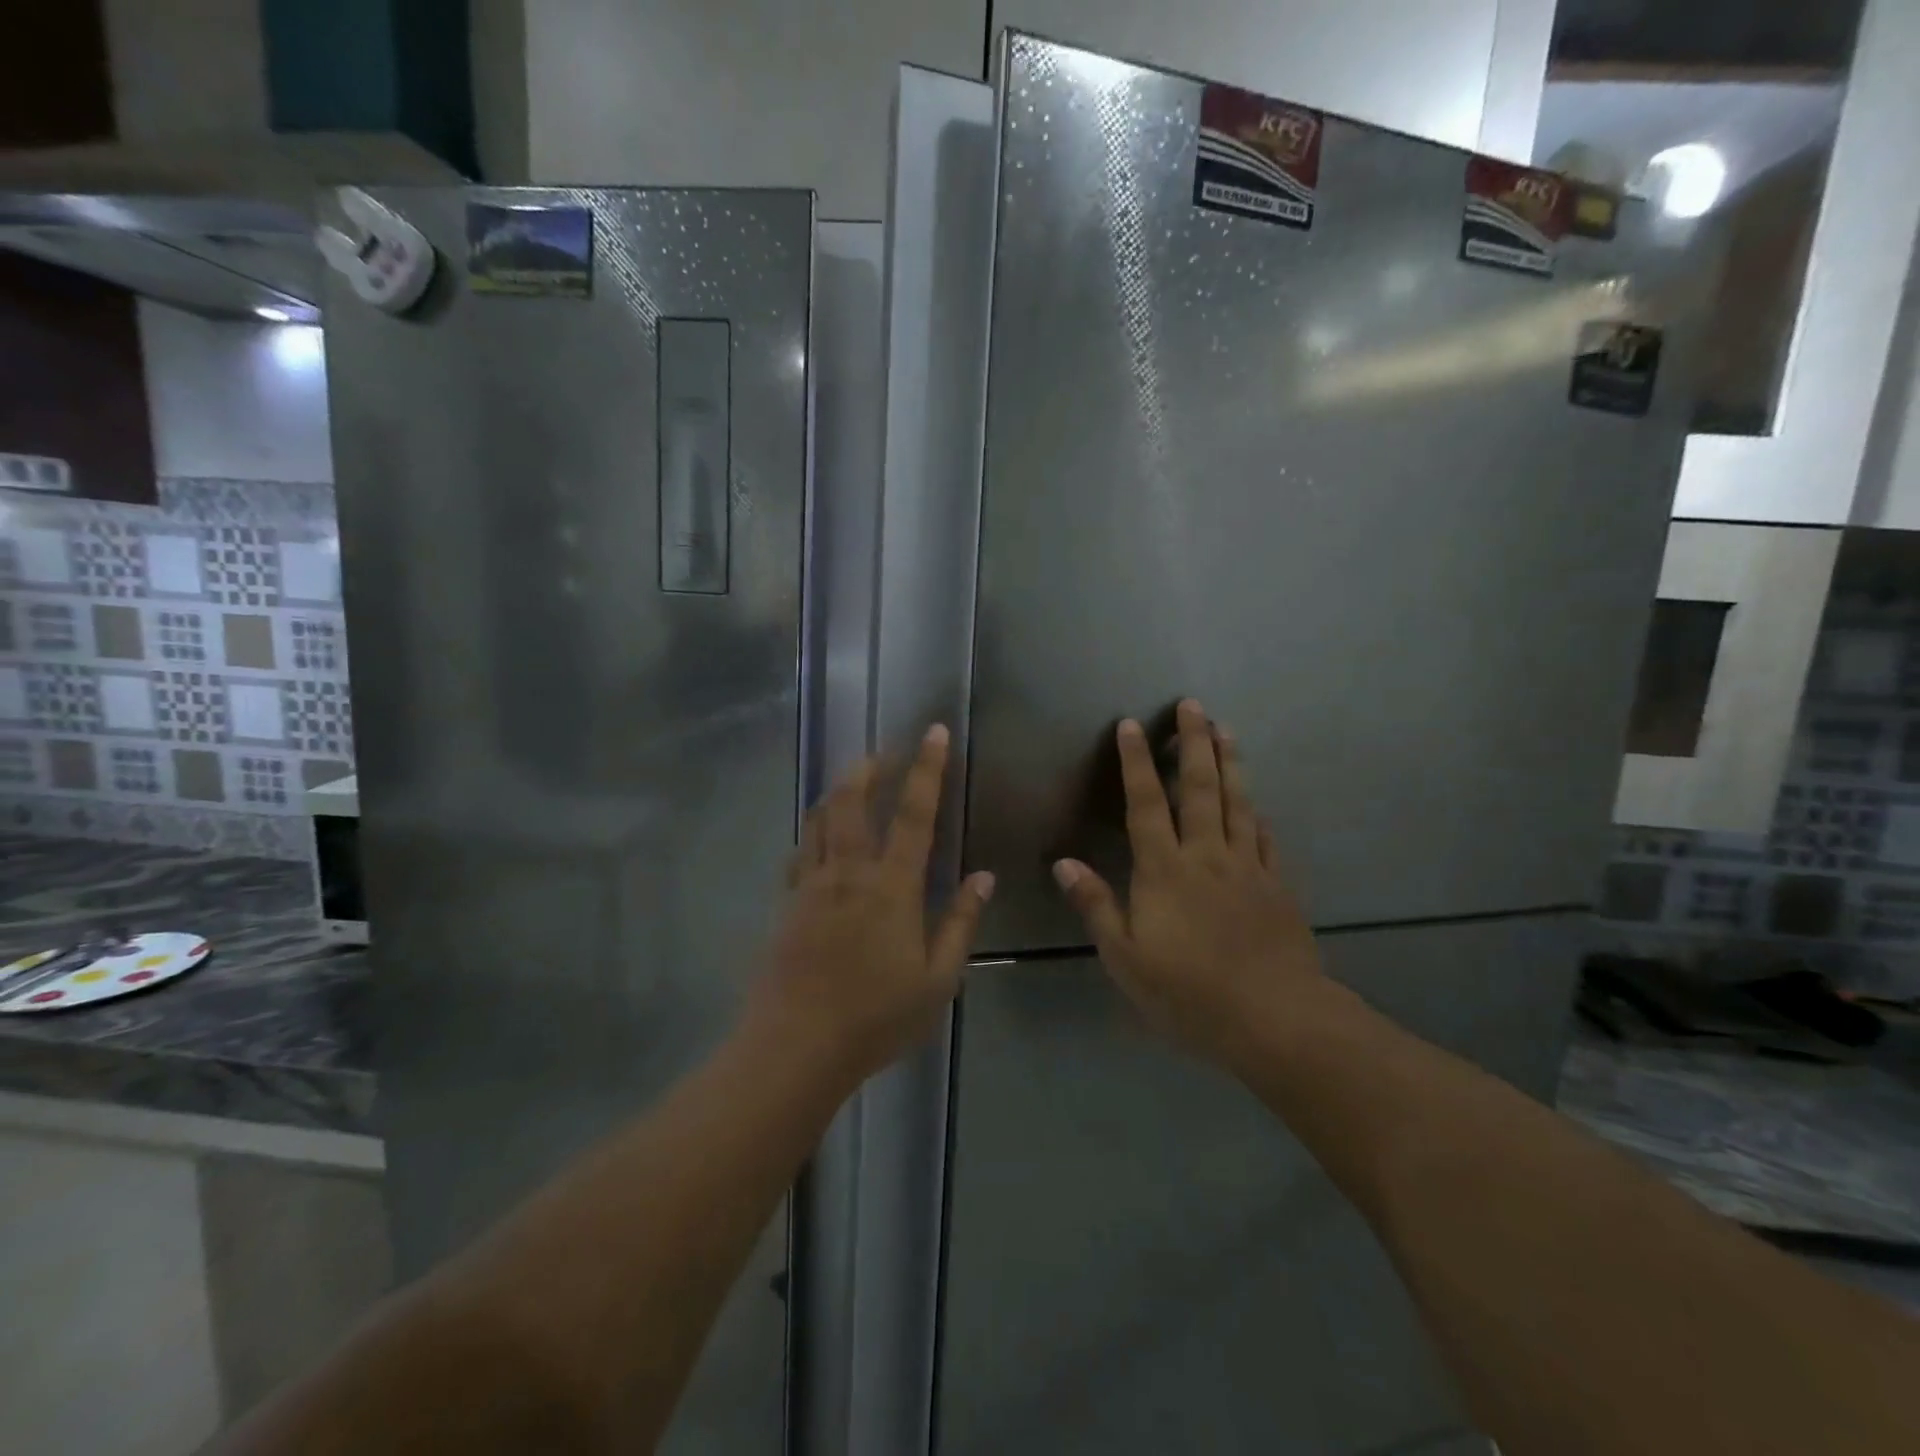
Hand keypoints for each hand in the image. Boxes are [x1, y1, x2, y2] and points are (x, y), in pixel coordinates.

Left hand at [750, 725, 994, 1083]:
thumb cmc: (876, 1018)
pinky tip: (821, 838)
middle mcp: (848, 872)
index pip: (912, 814)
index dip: (926, 769)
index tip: (932, 732)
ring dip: (837, 792)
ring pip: (818, 818)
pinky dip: (813, 831)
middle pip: (851, 800)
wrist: (795, 1047)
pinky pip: (800, 852)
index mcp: (891, 887)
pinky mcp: (785, 903)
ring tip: (853, 782)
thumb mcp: (937, 980)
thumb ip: (960, 922)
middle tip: (884, 752)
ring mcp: (810, 885)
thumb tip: (983, 876)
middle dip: (868, 767)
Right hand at [1053, 699, 1327, 1069]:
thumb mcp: (1125, 957)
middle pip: (1200, 789)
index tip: (1133, 725)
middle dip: (1193, 743)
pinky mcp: (1278, 888)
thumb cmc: (1188, 993)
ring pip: (1238, 804)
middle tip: (1193, 706)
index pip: (1146, 804)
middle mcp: (1207, 856)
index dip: (1136, 763)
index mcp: (1164, 870)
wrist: (1275, 1019)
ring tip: (1227, 730)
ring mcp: (1248, 868)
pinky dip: (1259, 816)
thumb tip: (1063, 863)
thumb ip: (1096, 905)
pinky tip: (1259, 805)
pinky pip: (1267, 841)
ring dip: (1231, 763)